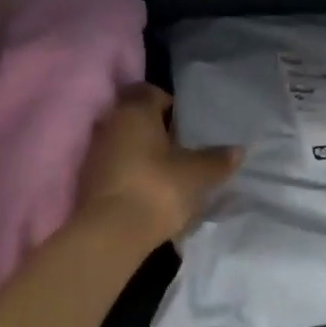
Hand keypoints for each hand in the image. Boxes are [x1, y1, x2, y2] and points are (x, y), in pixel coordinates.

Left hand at [74, 84, 240, 245]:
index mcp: (135, 111)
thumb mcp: (197, 174)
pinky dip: (130, 172)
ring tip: (167, 171)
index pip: (150, 91)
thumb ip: (217, 160)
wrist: (111, 234)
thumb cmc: (158, 187)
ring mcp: (95, 153)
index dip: (170, 104)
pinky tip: (148, 190)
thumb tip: (237, 150)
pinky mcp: (87, 181)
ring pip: (123, 142)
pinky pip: (114, 166)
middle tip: (181, 146)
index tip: (186, 123)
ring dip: (141, 152)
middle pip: (135, 117)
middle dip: (156, 129)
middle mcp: (110, 123)